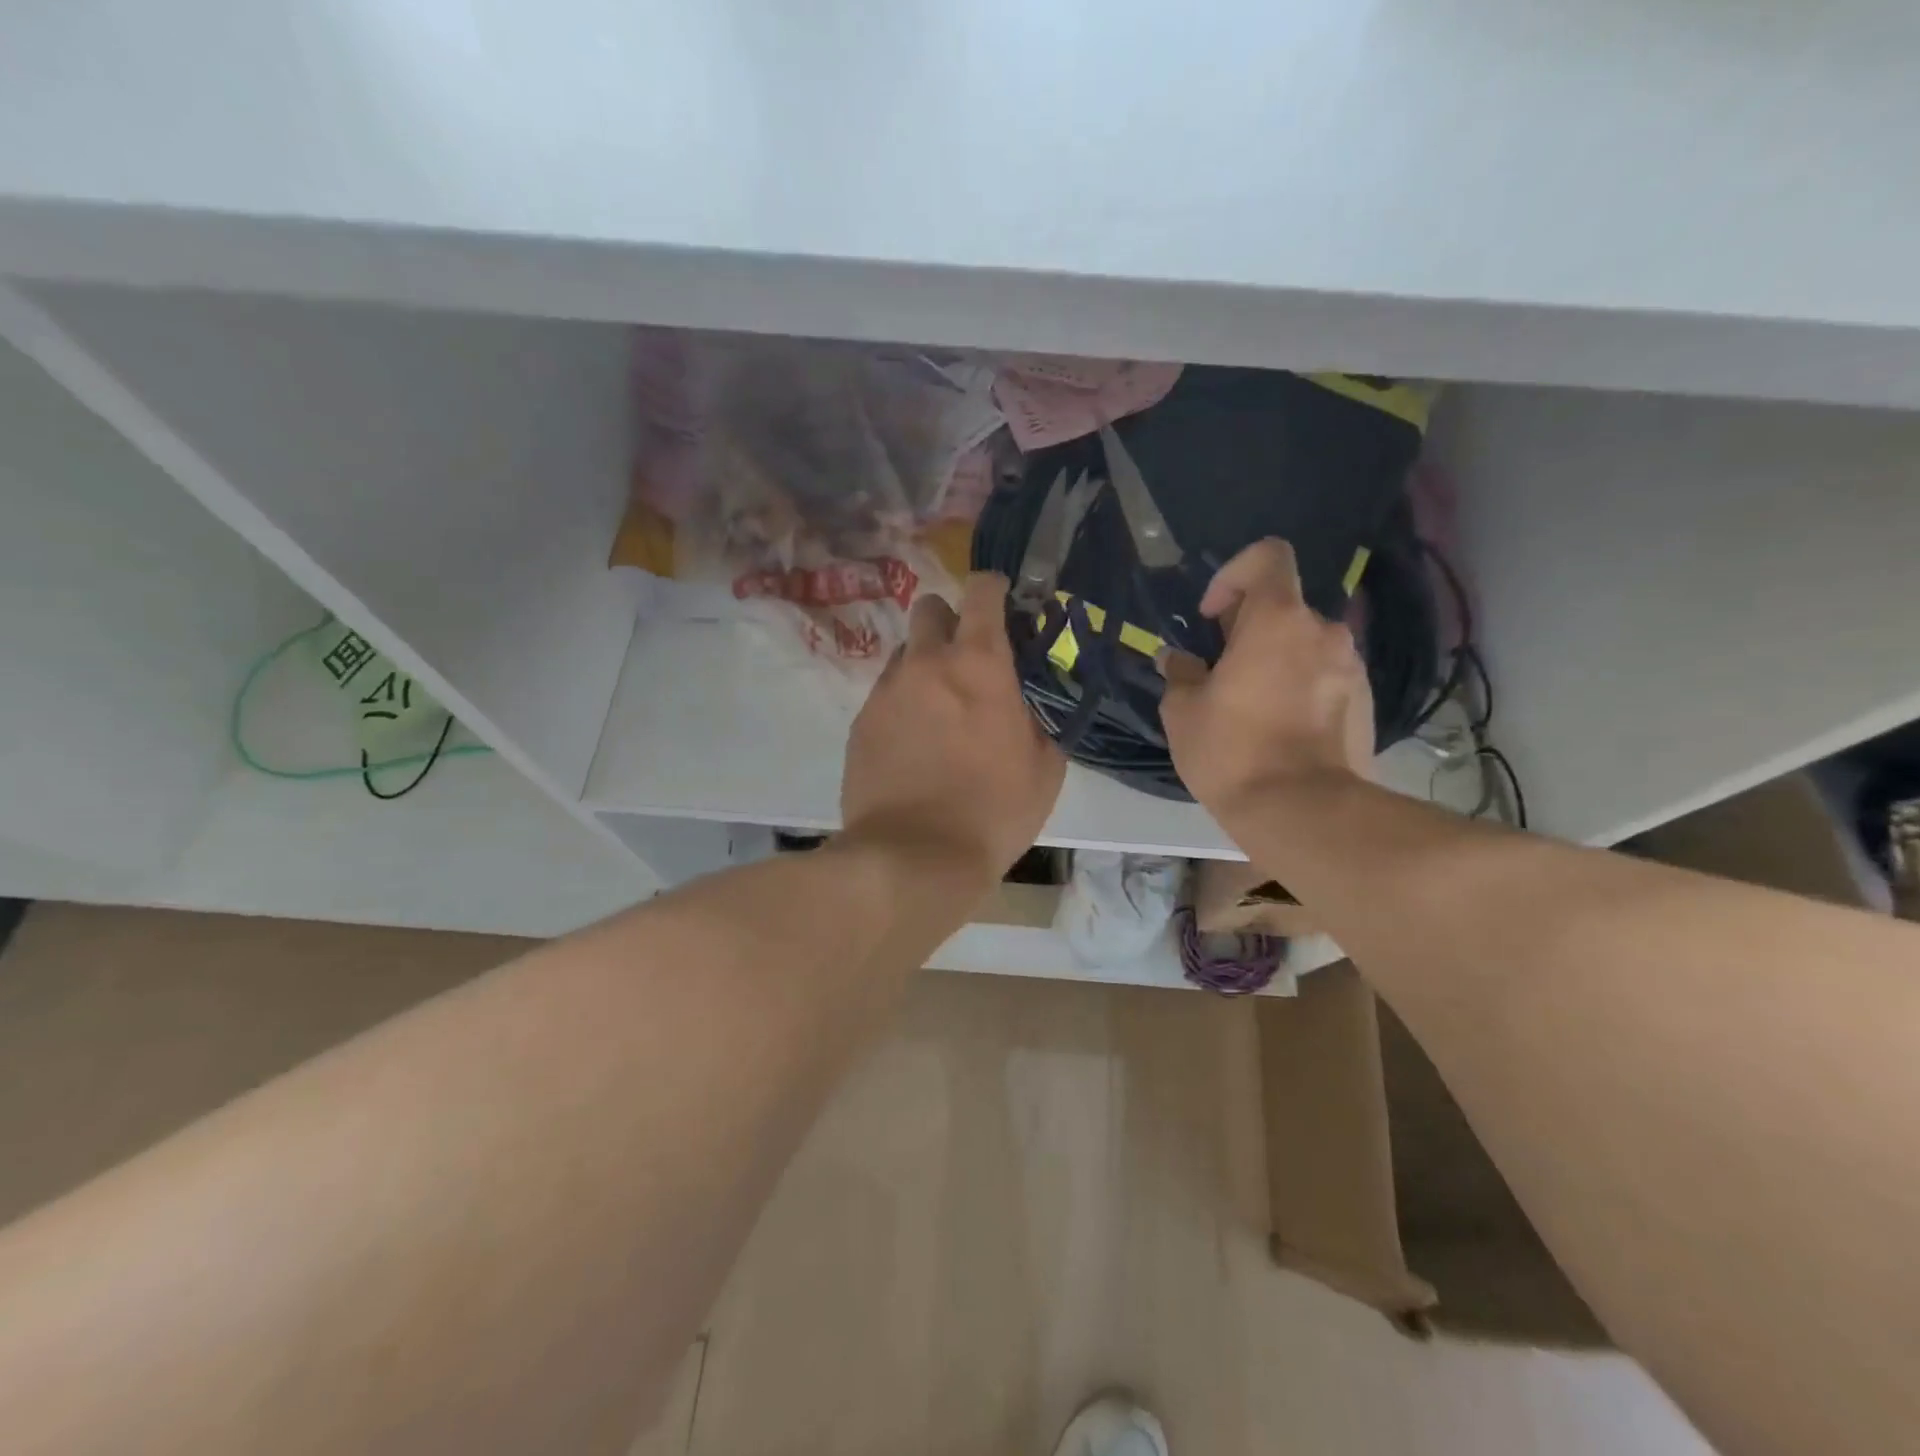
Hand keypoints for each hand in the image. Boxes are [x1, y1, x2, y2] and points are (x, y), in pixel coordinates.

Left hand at [841, 574, 1066, 886]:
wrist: (913, 858)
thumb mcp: (1044, 768)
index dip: (992, 589)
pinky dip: (901, 703)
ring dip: (923, 665)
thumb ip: (1037, 718)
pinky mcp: (860, 722)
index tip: (1001, 607)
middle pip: (929, 608)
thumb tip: (1025, 703)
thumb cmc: (992, 812)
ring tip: (937, 710)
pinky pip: (884, 694)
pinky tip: (912, 743)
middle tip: (965, 661)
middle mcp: (926, 663)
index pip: (981, 592)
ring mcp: (886, 691)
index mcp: (979, 665)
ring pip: (903, 653)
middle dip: (949, 622)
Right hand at [1159, 539, 1374, 811]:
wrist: (1304, 811)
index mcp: (1277, 619)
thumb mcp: (1184, 712)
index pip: (1268, 556)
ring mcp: (1352, 667)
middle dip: (1250, 630)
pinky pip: (1326, 678)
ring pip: (1305, 646)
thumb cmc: (1233, 750)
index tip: (1211, 617)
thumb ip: (1180, 674)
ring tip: (1251, 707)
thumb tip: (1178, 660)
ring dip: (1277, 661)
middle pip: (1284, 608)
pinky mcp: (1367, 703)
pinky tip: (1281, 730)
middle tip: (1222, 673)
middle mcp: (1324, 631)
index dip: (1234, 574)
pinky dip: (1302, 688)